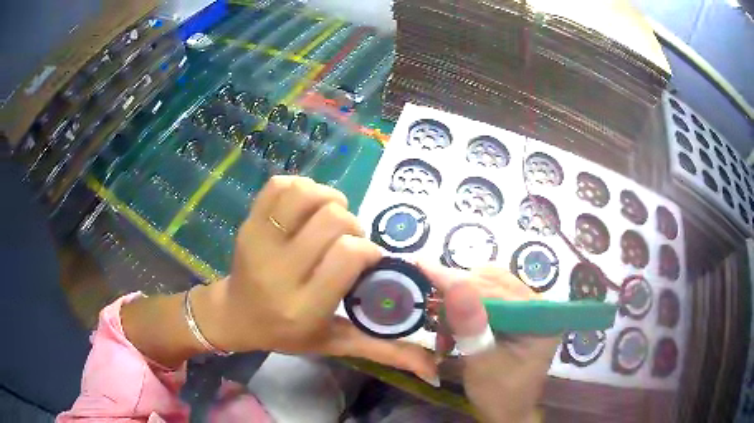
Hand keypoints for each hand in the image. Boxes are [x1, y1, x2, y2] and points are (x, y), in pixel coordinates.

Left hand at [195, 176, 435, 381]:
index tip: (368, 259)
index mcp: (304, 306)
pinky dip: (302, 187)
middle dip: (351, 226)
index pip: (347, 255)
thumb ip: (384, 351)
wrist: (236, 315)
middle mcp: (279, 271)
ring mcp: (258, 242)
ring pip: (305, 195)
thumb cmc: (288, 332)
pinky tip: (307, 207)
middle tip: (346, 243)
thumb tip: (434, 367)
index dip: (367, 249)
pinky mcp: (247, 223)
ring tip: (329, 219)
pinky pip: (279, 185)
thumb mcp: (336, 344)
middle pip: (331, 220)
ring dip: (328, 199)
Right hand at [420, 263, 558, 422]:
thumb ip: (470, 323)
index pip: (497, 288)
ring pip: (487, 287)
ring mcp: (526, 309)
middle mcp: (537, 305)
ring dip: (459, 303)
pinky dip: (464, 311)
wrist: (506, 412)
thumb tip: (453, 281)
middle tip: (430, 309)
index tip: (423, 267)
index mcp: (541, 316)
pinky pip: (486, 299)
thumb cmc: (498, 393)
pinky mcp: (514, 315)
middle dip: (457, 295)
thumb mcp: (482, 361)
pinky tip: (452, 327)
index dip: (459, 281)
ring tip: (442, 326)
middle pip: (493, 282)